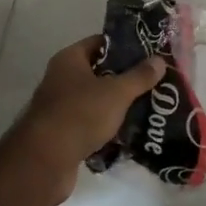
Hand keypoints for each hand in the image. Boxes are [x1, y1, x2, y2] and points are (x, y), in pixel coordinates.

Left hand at [1, 37, 164, 203]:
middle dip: (125, 78)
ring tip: (147, 107)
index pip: (99, 43)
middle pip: (99, 72)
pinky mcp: (63, 134)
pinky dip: (107, 127)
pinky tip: (129, 133)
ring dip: (117, 104)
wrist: (45, 162)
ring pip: (96, 100)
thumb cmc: (80, 114)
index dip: (123, 46)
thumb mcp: (116, 92)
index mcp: (69, 60)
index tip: (148, 53)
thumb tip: (159, 59)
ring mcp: (60, 107)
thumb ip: (139, 76)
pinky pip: (91, 123)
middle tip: (153, 81)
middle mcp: (61, 79)